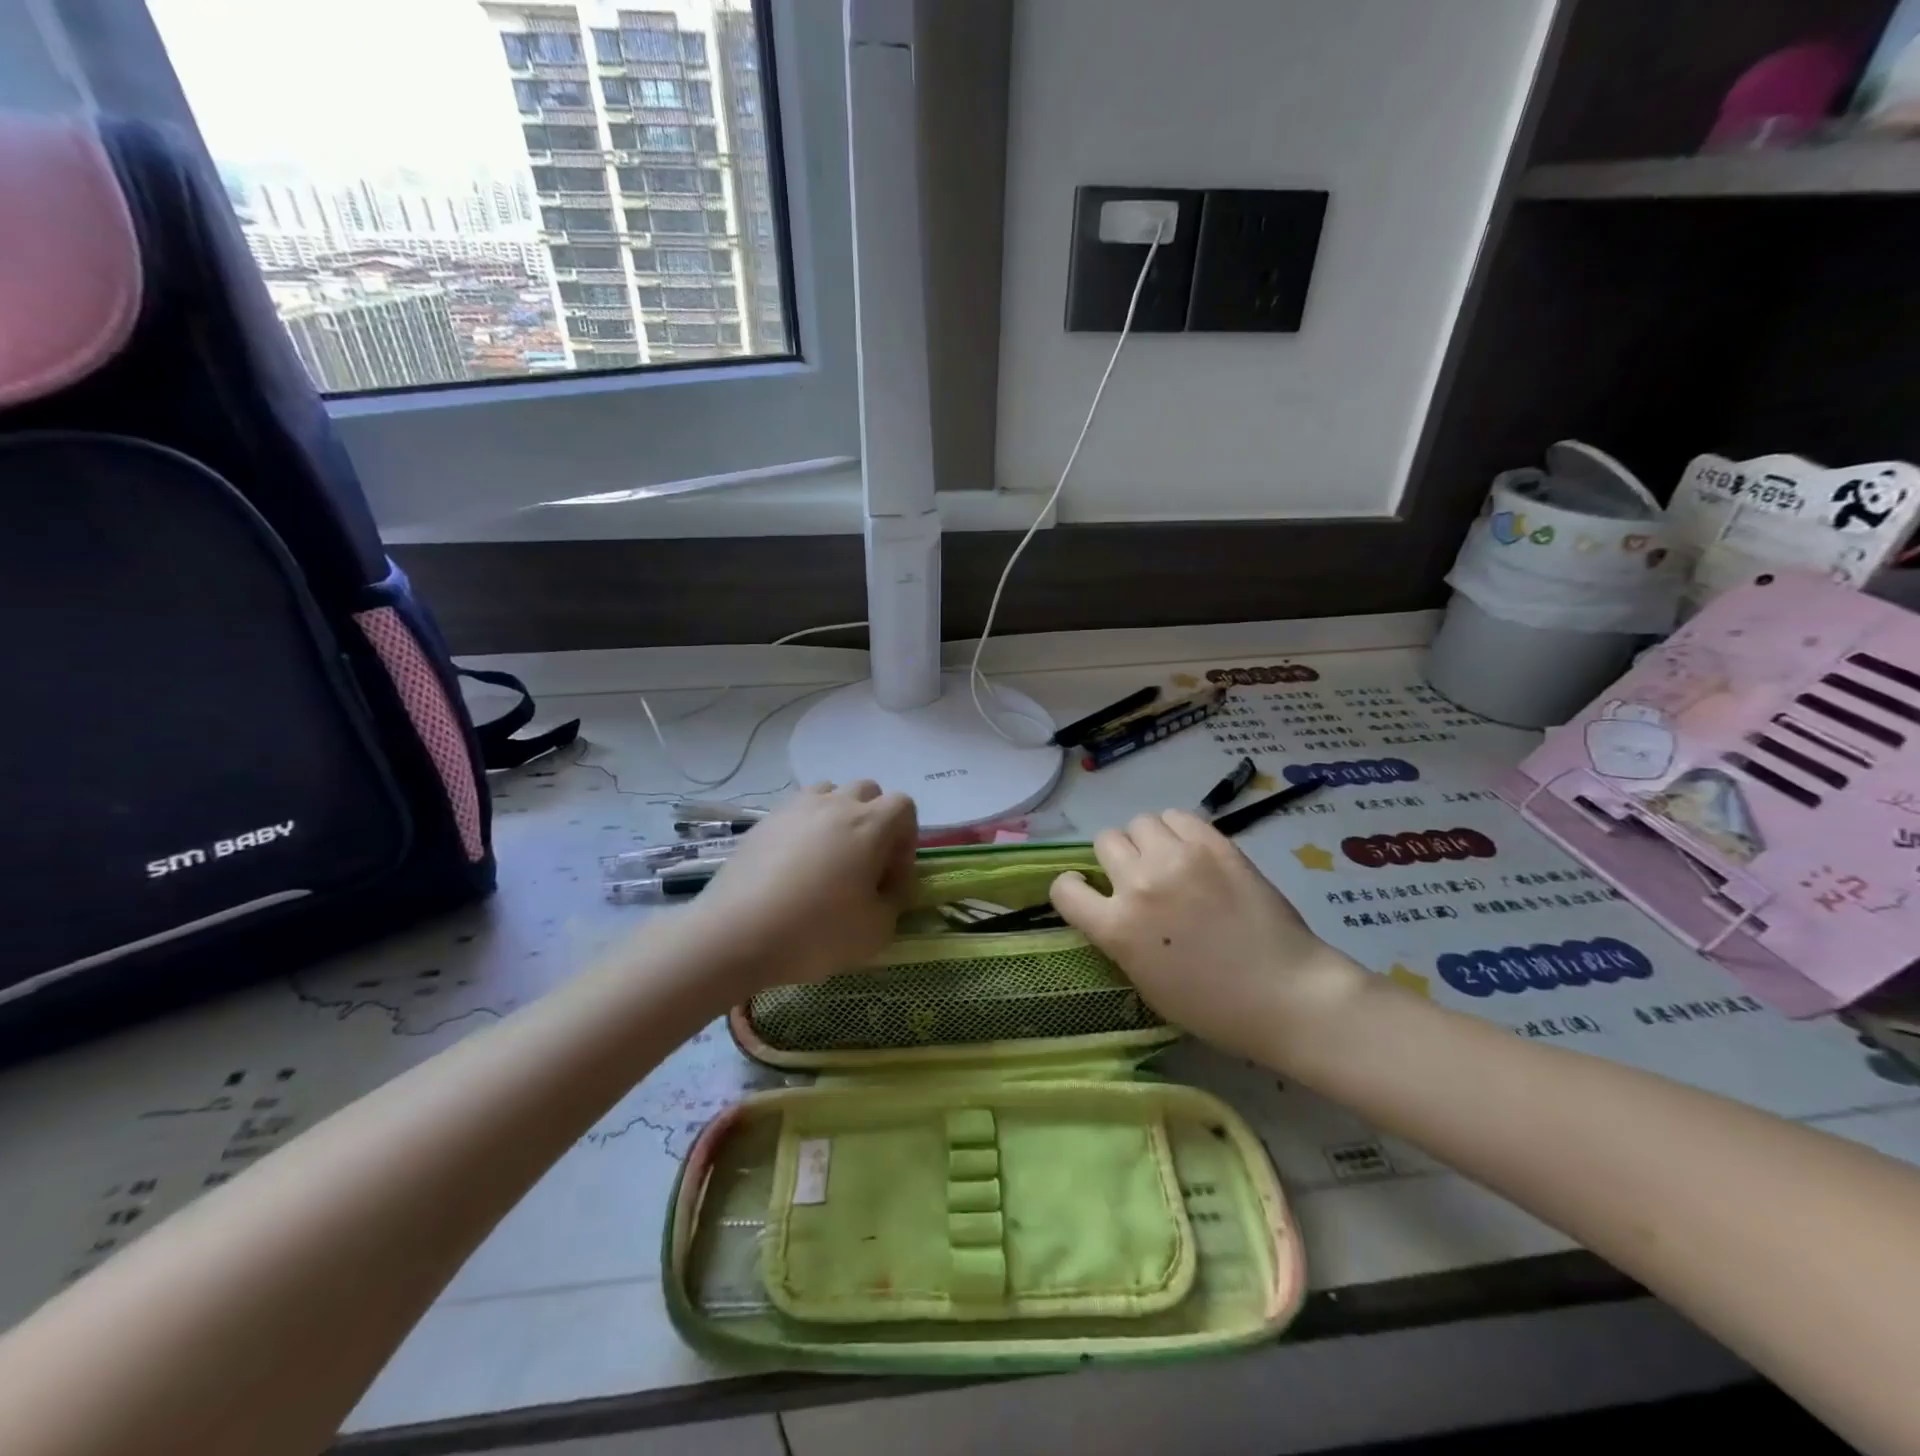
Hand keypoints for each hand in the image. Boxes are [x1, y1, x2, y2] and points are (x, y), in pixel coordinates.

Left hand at [682, 781, 917, 993]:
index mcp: (870, 824)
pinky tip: (793, 867)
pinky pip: (796, 812)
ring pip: (829, 794)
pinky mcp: (763, 821)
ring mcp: (795, 808)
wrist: (736, 934)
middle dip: (874, 822)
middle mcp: (835, 804)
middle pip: (867, 792)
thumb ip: (894, 900)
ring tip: (827, 858)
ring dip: (838, 817)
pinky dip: (804, 829)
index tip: (890, 877)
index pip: (904, 806)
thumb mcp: (876, 931)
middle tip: (863, 864)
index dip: (906, 840)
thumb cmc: (816, 931)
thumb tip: (888, 885)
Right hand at [1049, 810, 1367, 1067]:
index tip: (1088, 893)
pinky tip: (1191, 850)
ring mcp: (1178, 858)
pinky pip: (1178, 816)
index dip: (1073, 889)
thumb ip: (1119, 938)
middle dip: (1116, 858)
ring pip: (1140, 822)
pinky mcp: (1215, 844)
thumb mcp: (1145, 982)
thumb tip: (1113, 908)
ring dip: (1146, 840)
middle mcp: (1139, 883)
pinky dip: (1177, 830)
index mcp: (1117, 927)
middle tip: (1139, 876)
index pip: (1065, 888)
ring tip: (1167, 859)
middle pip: (1106, 841)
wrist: (1286, 994)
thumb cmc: (1213, 1007)